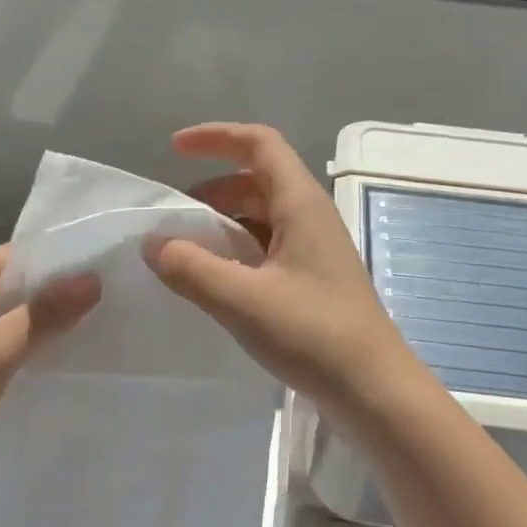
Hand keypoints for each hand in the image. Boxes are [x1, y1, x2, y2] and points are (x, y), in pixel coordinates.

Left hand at [0, 245, 98, 526]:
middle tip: (124, 297)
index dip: (62, 260)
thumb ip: (42, 315)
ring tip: (113, 328)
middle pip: (21, 292)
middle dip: (65, 296)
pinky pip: (16, 359)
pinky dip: (43, 359)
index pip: (17, 258)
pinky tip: (81, 364)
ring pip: (21, 328)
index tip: (113, 264)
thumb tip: (94, 279)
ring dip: (57, 330)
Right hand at [148, 123, 414, 407]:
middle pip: (258, 180)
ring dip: (224, 223)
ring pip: (263, 217)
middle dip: (212, 189)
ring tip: (187, 251)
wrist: (373, 389)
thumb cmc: (313, 334)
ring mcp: (316, 250)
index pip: (260, 144)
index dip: (216, 136)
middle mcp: (311, 217)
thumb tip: (153, 243)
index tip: (174, 149)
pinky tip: (217, 281)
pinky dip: (238, 252)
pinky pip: (269, 248)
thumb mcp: (242, 299)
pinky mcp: (314, 281)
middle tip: (174, 218)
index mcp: (301, 204)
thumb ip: (191, 268)